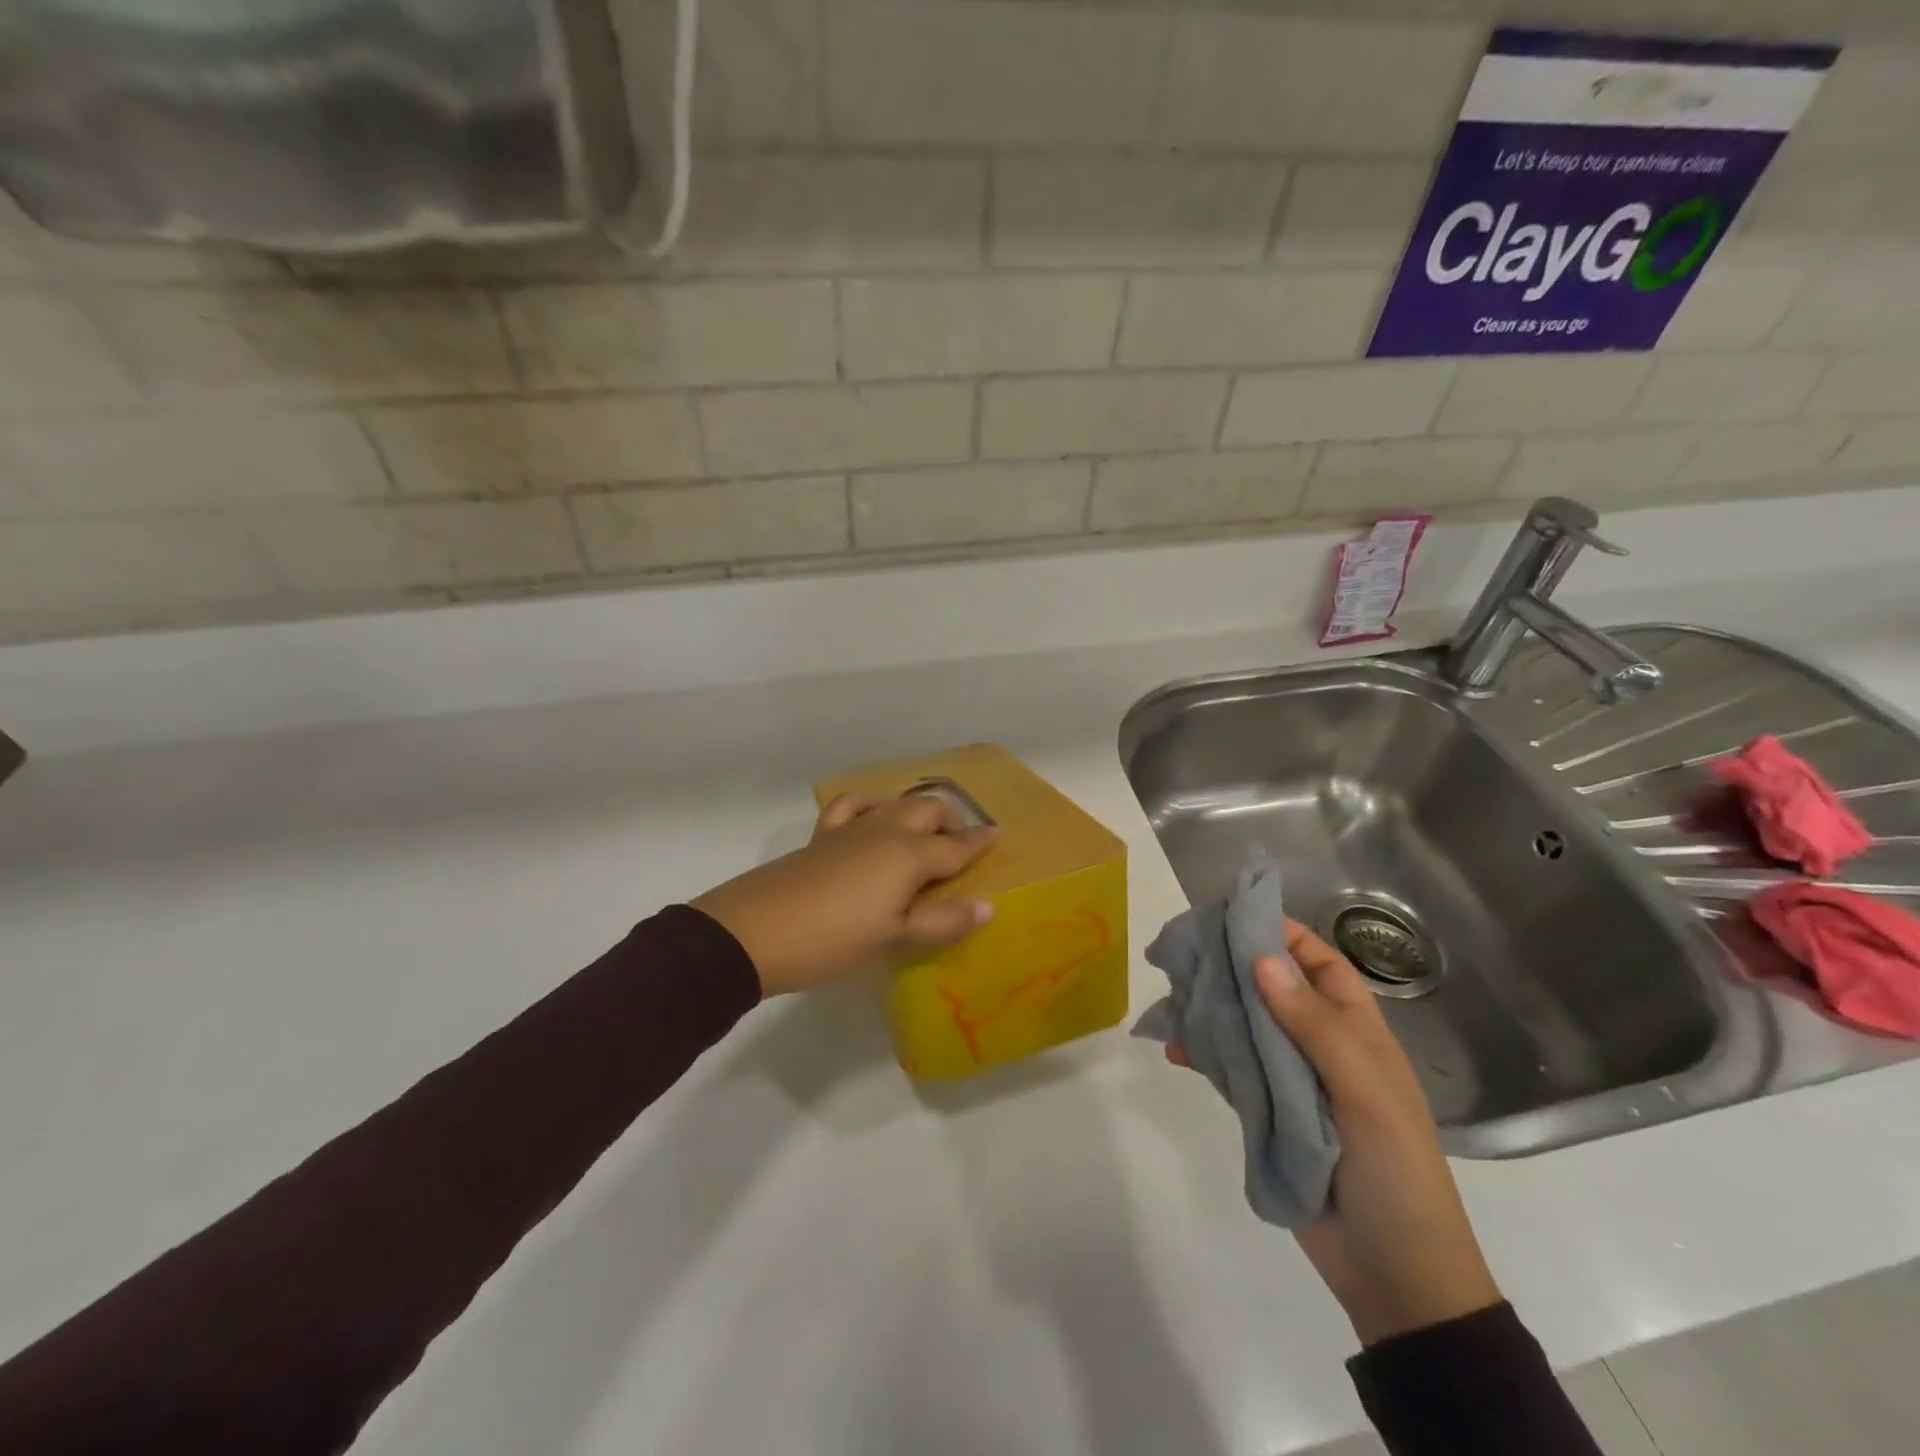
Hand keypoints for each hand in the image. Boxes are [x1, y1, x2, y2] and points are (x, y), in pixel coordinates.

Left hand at [692, 792, 997, 997]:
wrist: (754, 932)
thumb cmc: (834, 940)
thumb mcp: (893, 938)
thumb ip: (942, 921)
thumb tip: (987, 906)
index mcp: (909, 855)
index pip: (956, 846)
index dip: (980, 842)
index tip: (998, 834)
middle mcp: (885, 830)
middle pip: (928, 811)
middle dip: (950, 822)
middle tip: (960, 845)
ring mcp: (850, 828)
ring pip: (894, 803)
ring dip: (916, 812)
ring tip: (922, 834)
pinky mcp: (821, 835)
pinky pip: (852, 805)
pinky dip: (870, 805)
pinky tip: (871, 818)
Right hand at [1169, 920, 1500, 1345]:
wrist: (1395, 1276)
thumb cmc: (1396, 1172)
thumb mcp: (1365, 1093)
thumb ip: (1314, 1026)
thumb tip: (1262, 958)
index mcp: (1358, 1034)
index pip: (1321, 966)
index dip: (1286, 935)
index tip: (1238, 914)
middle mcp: (1322, 1047)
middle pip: (1274, 990)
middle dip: (1235, 966)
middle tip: (1187, 949)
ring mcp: (1293, 1081)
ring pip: (1247, 1027)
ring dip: (1214, 1009)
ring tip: (1173, 996)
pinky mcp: (1268, 1112)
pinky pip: (1233, 1070)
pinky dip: (1206, 1056)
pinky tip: (1177, 1051)